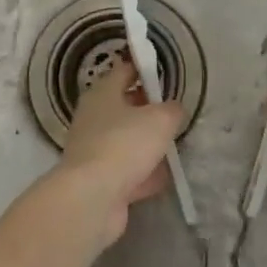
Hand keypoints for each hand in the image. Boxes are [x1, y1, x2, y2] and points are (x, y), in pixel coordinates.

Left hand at [54, 62, 183, 245]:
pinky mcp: (98, 179)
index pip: (124, 71)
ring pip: (126, 140)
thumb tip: (173, 110)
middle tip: (173, 113)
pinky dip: (142, 174)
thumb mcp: (161, 119)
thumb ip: (172, 110)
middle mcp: (93, 118)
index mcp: (103, 93)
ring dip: (146, 145)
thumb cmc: (125, 144)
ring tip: (172, 148)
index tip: (163, 72)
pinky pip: (126, 171)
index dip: (144, 68)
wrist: (93, 197)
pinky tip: (161, 179)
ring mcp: (93, 150)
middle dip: (148, 110)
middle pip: (124, 107)